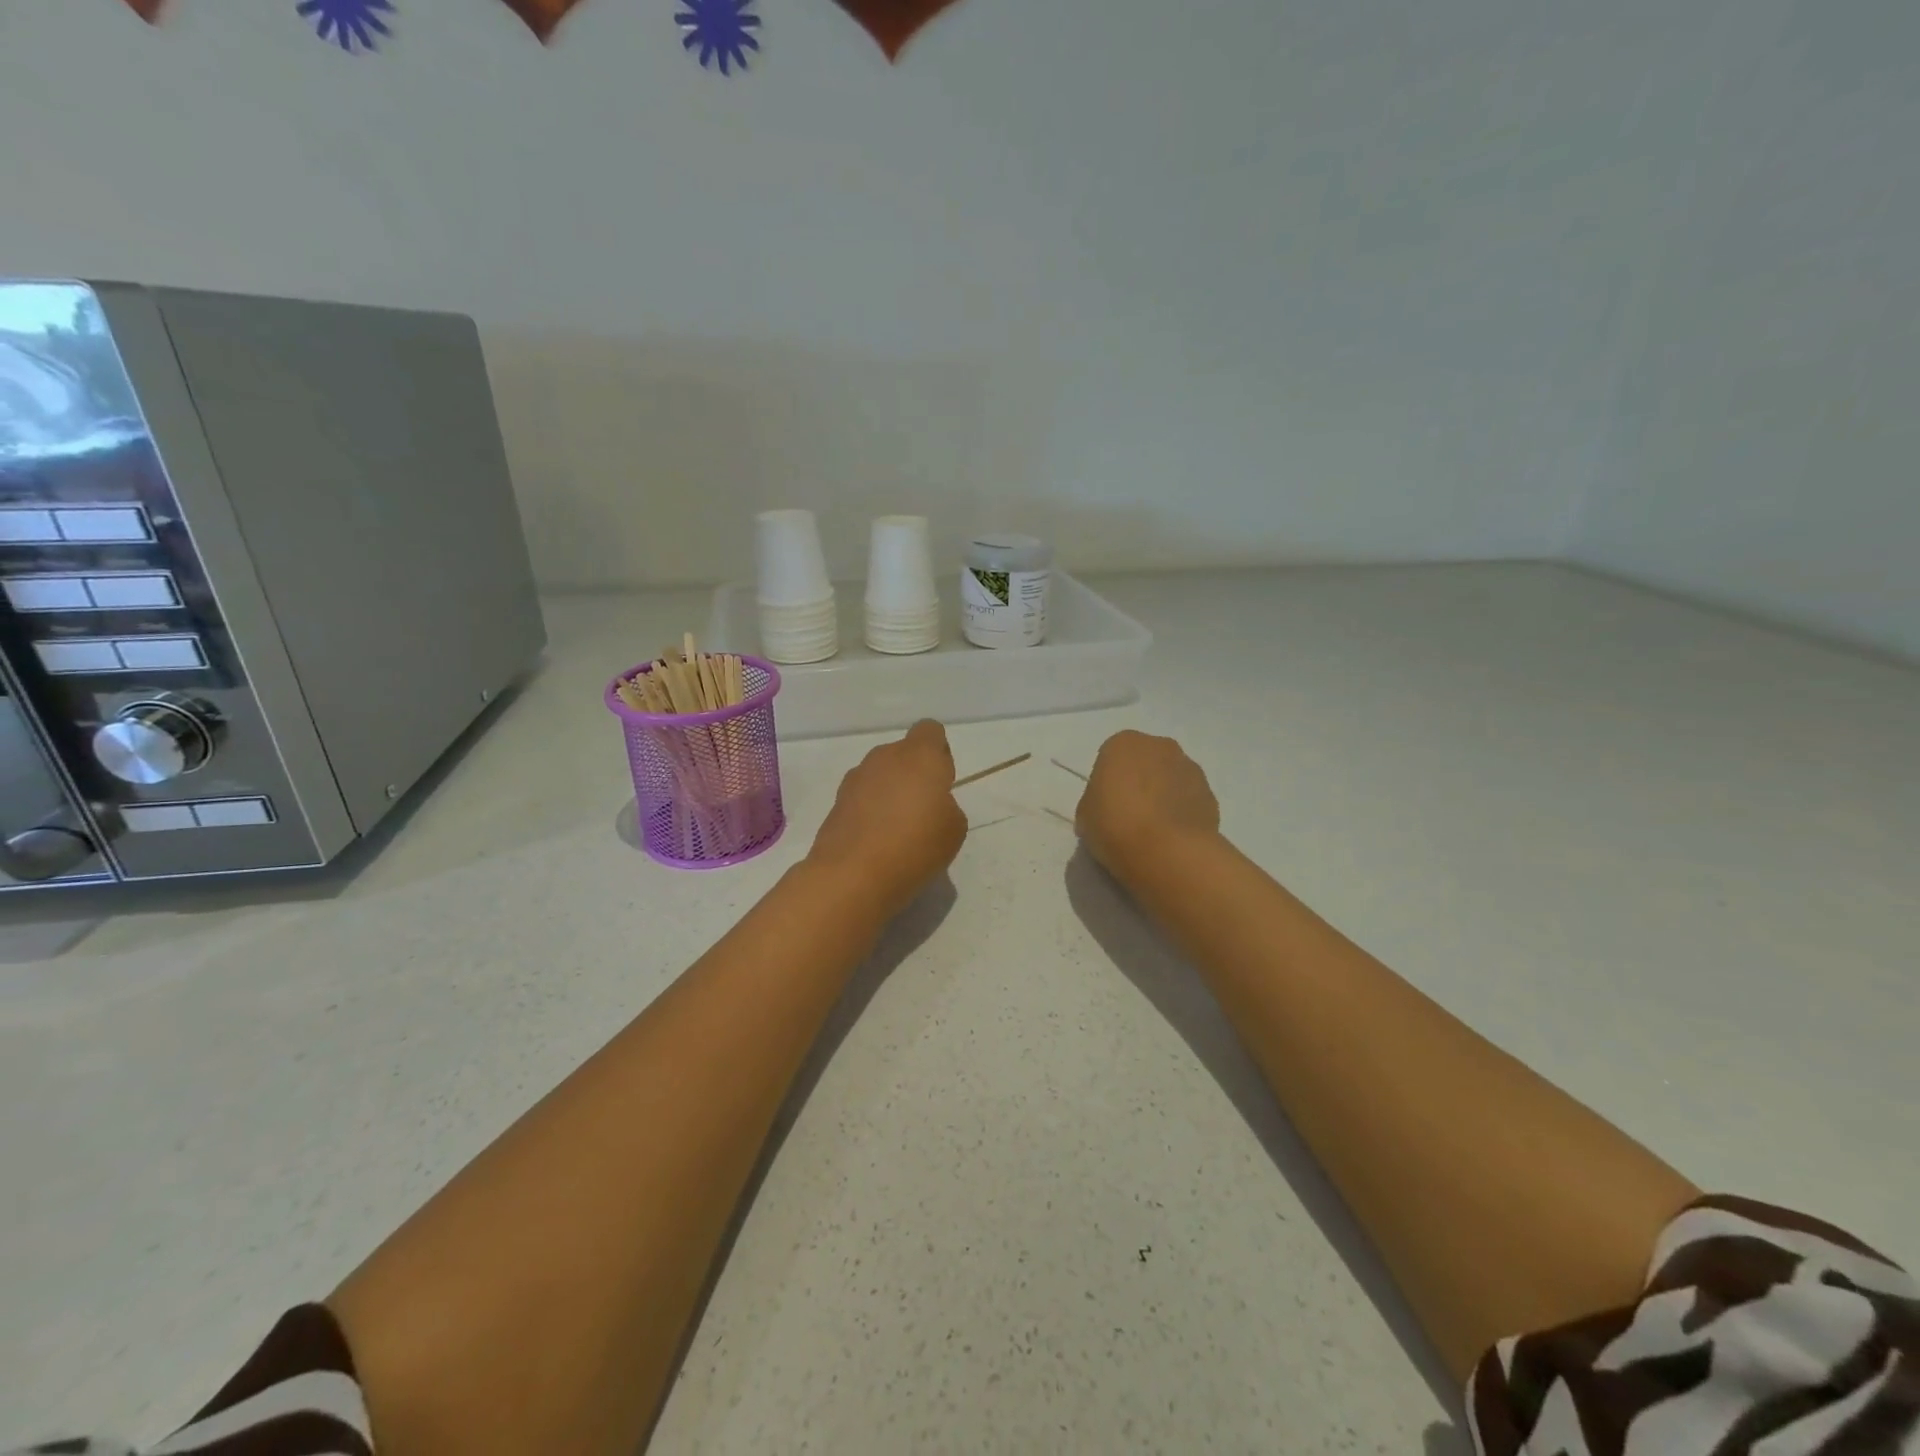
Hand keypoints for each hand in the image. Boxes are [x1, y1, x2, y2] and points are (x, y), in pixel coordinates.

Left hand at [807, 720, 966, 918]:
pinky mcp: (836, 802)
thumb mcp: (954, 829)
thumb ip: (946, 806)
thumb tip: (928, 805)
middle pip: (903, 754)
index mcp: (919, 755)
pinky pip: (862, 797)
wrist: (853, 874)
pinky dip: (870, 811)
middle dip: (913, 775)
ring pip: (880, 775)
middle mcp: (884, 757)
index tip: (942, 783)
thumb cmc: (916, 845)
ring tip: (897, 831)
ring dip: (889, 793)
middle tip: (922, 812)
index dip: (939, 753)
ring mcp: (855, 778)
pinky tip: (875, 842)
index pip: (930, 731)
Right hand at [1075, 730, 1220, 882]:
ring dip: (1164, 796)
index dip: (1108, 783)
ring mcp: (1190, 768)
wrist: (1168, 852)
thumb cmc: (1116, 825)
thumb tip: (1110, 807)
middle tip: (1130, 816)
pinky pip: (1189, 799)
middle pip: (1146, 762)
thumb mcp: (1085, 815)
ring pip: (1171, 778)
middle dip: (1140, 782)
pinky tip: (1173, 838)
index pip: (1112, 757)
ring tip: (1154, 831)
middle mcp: (1160, 746)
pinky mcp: (1211, 795)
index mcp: (1123, 744)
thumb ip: (1097, 801)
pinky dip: (1182, 813)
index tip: (1107, 806)